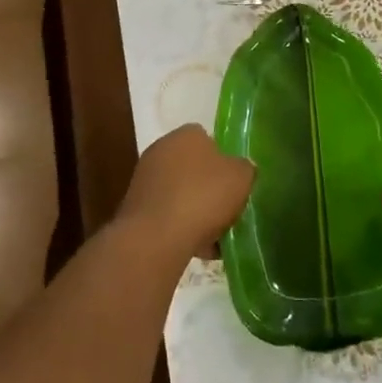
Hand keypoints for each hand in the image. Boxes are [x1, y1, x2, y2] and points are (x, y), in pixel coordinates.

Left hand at [119, 125, 254, 260]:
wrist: (156, 237)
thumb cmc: (203, 197)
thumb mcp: (241, 177)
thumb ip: (245, 168)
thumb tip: (241, 169)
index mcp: (186, 135)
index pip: (208, 139)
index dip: (224, 159)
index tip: (235, 182)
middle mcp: (161, 149)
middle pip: (194, 168)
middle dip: (210, 188)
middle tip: (228, 209)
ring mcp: (145, 178)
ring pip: (181, 193)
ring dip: (197, 211)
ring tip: (217, 237)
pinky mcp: (137, 207)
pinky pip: (168, 214)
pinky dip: (182, 227)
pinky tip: (198, 248)